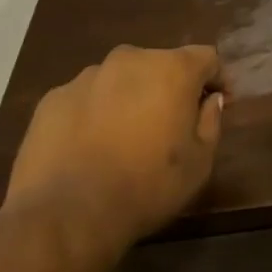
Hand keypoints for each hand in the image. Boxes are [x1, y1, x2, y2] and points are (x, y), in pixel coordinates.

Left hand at [8, 44, 224, 248]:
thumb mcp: (199, 162)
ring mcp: (86, 77)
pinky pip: (86, 98)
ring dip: (131, 97)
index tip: (218, 102)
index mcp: (171, 69)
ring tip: (126, 137)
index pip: (206, 57)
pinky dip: (95, 113)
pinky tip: (91, 146)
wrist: (68, 213)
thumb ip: (210, 122)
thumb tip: (209, 100)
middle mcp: (129, 60)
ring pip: (121, 79)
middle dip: (170, 87)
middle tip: (171, 123)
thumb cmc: (148, 186)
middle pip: (160, 63)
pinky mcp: (53, 98)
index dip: (216, 78)